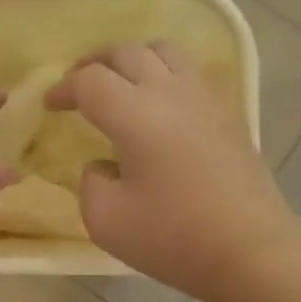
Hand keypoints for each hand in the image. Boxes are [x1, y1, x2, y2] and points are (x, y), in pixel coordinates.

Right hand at [47, 41, 294, 301]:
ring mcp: (205, 99)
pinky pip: (190, 73)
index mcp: (135, 114)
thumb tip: (104, 166)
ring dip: (133, 58)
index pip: (90, 81)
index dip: (63, 88)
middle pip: (126, 51)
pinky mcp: (228, 115)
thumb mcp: (105, 221)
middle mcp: (170, 93)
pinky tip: (159, 105)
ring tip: (119, 82)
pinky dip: (164, 74)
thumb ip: (90, 183)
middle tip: (78, 84)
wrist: (250, 250)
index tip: (50, 106)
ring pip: (165, 51)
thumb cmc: (173, 237)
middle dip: (94, 62)